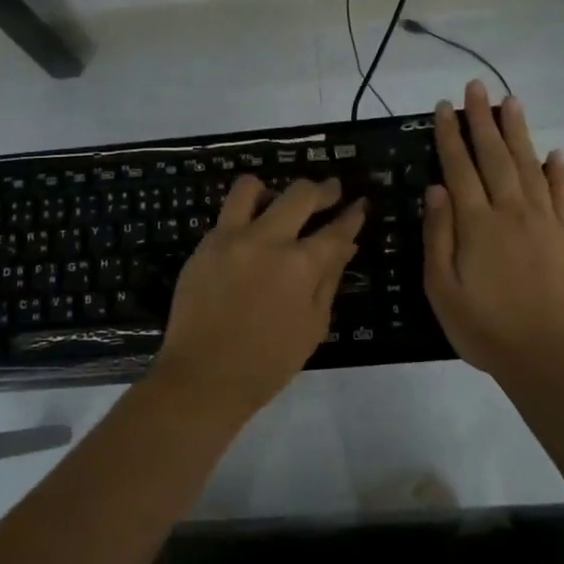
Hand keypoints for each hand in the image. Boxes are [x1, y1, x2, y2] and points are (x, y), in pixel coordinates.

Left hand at [153, 175, 366, 415]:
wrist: (204, 376)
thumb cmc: (269, 361)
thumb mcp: (313, 325)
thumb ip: (329, 279)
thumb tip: (346, 246)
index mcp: (300, 265)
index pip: (336, 229)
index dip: (352, 215)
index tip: (359, 204)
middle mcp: (267, 240)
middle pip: (300, 194)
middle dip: (323, 190)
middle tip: (331, 191)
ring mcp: (230, 238)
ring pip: (251, 187)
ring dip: (271, 191)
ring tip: (278, 204)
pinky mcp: (204, 245)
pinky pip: (226, 215)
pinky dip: (243, 217)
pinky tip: (250, 235)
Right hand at [423, 81, 563, 377]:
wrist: (546, 356)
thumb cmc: (483, 327)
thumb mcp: (441, 288)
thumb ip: (438, 235)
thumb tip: (436, 189)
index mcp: (476, 224)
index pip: (460, 168)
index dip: (450, 135)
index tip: (444, 107)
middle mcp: (511, 211)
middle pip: (495, 156)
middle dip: (482, 119)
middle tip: (477, 87)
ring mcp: (545, 221)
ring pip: (529, 165)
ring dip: (518, 132)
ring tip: (511, 102)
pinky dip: (558, 170)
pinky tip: (553, 152)